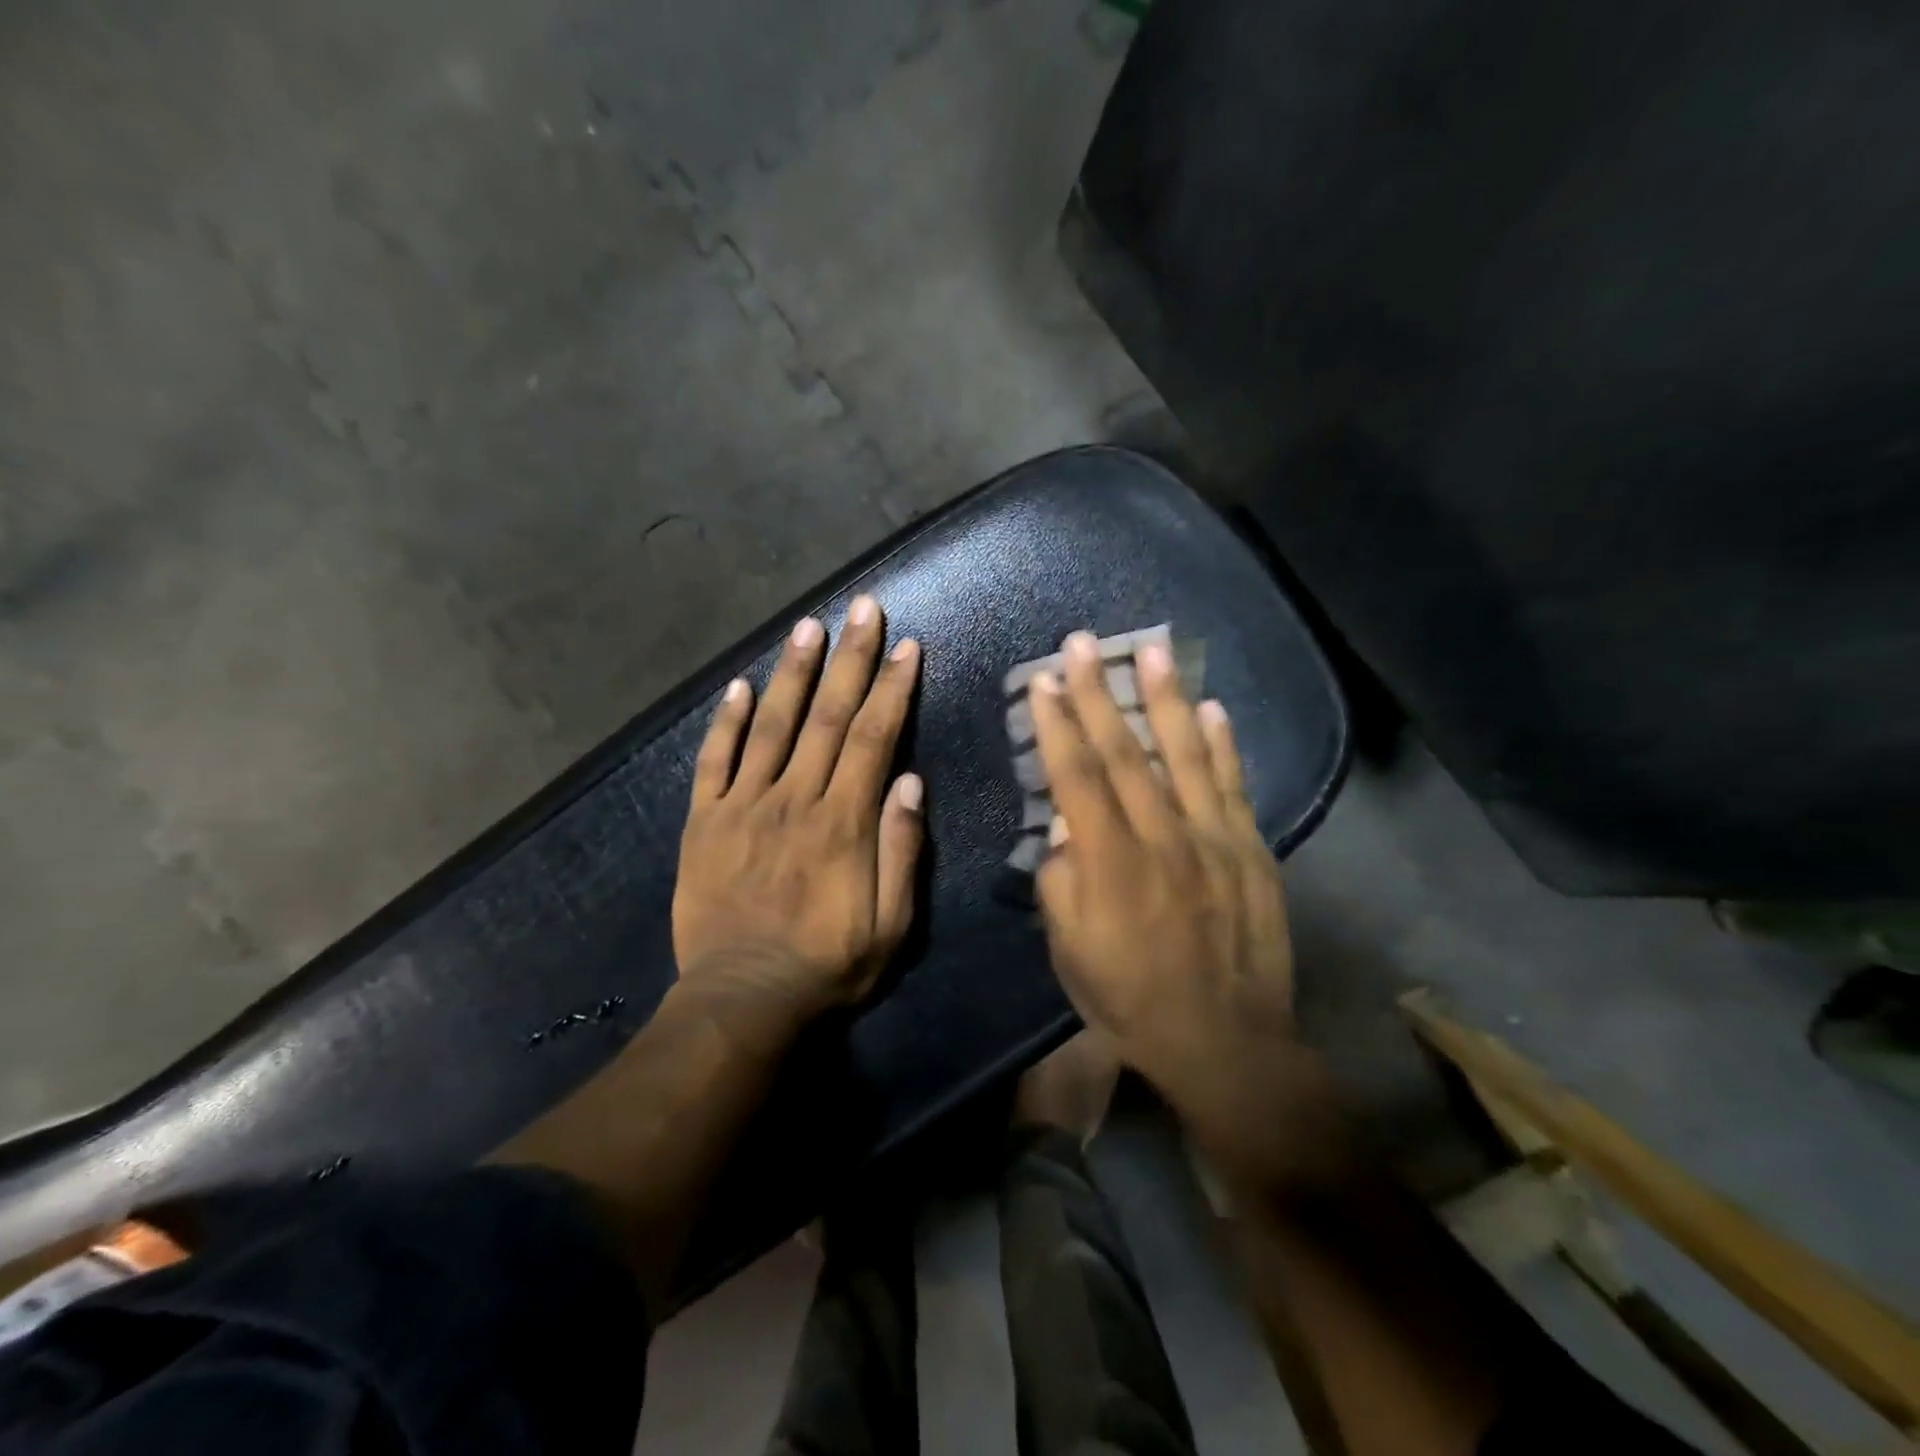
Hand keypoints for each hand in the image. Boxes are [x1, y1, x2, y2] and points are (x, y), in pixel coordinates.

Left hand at [673, 595, 923, 1017]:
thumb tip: (908, 780)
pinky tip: (739, 687)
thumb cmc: (827, 964)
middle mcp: (794, 798)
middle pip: (828, 716)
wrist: (741, 1000)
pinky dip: (725, 722)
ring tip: (808, 625)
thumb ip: (901, 850)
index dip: (891, 688)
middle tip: (862, 608)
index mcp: (843, 821)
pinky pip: (714, 761)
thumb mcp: (891, 924)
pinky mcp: (704, 821)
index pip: (873, 737)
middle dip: (849, 658)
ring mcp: (744, 805)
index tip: (905, 646)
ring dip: (793, 672)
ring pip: (772, 725)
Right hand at [1030, 632, 1319, 1179]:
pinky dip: (1224, 745)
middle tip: (1081, 643)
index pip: (1077, 777)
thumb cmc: (1130, 998)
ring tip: (1150, 651)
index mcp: (1110, 863)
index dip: (1058, 725)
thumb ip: (1059, 880)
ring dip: (1164, 699)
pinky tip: (1211, 708)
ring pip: (1186, 756)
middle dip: (1097, 694)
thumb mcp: (1069, 950)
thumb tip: (1063, 826)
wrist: (1224, 1042)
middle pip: (1125, 753)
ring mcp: (1214, 840)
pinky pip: (1234, 787)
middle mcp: (1162, 838)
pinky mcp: (1251, 852)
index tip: (1044, 681)